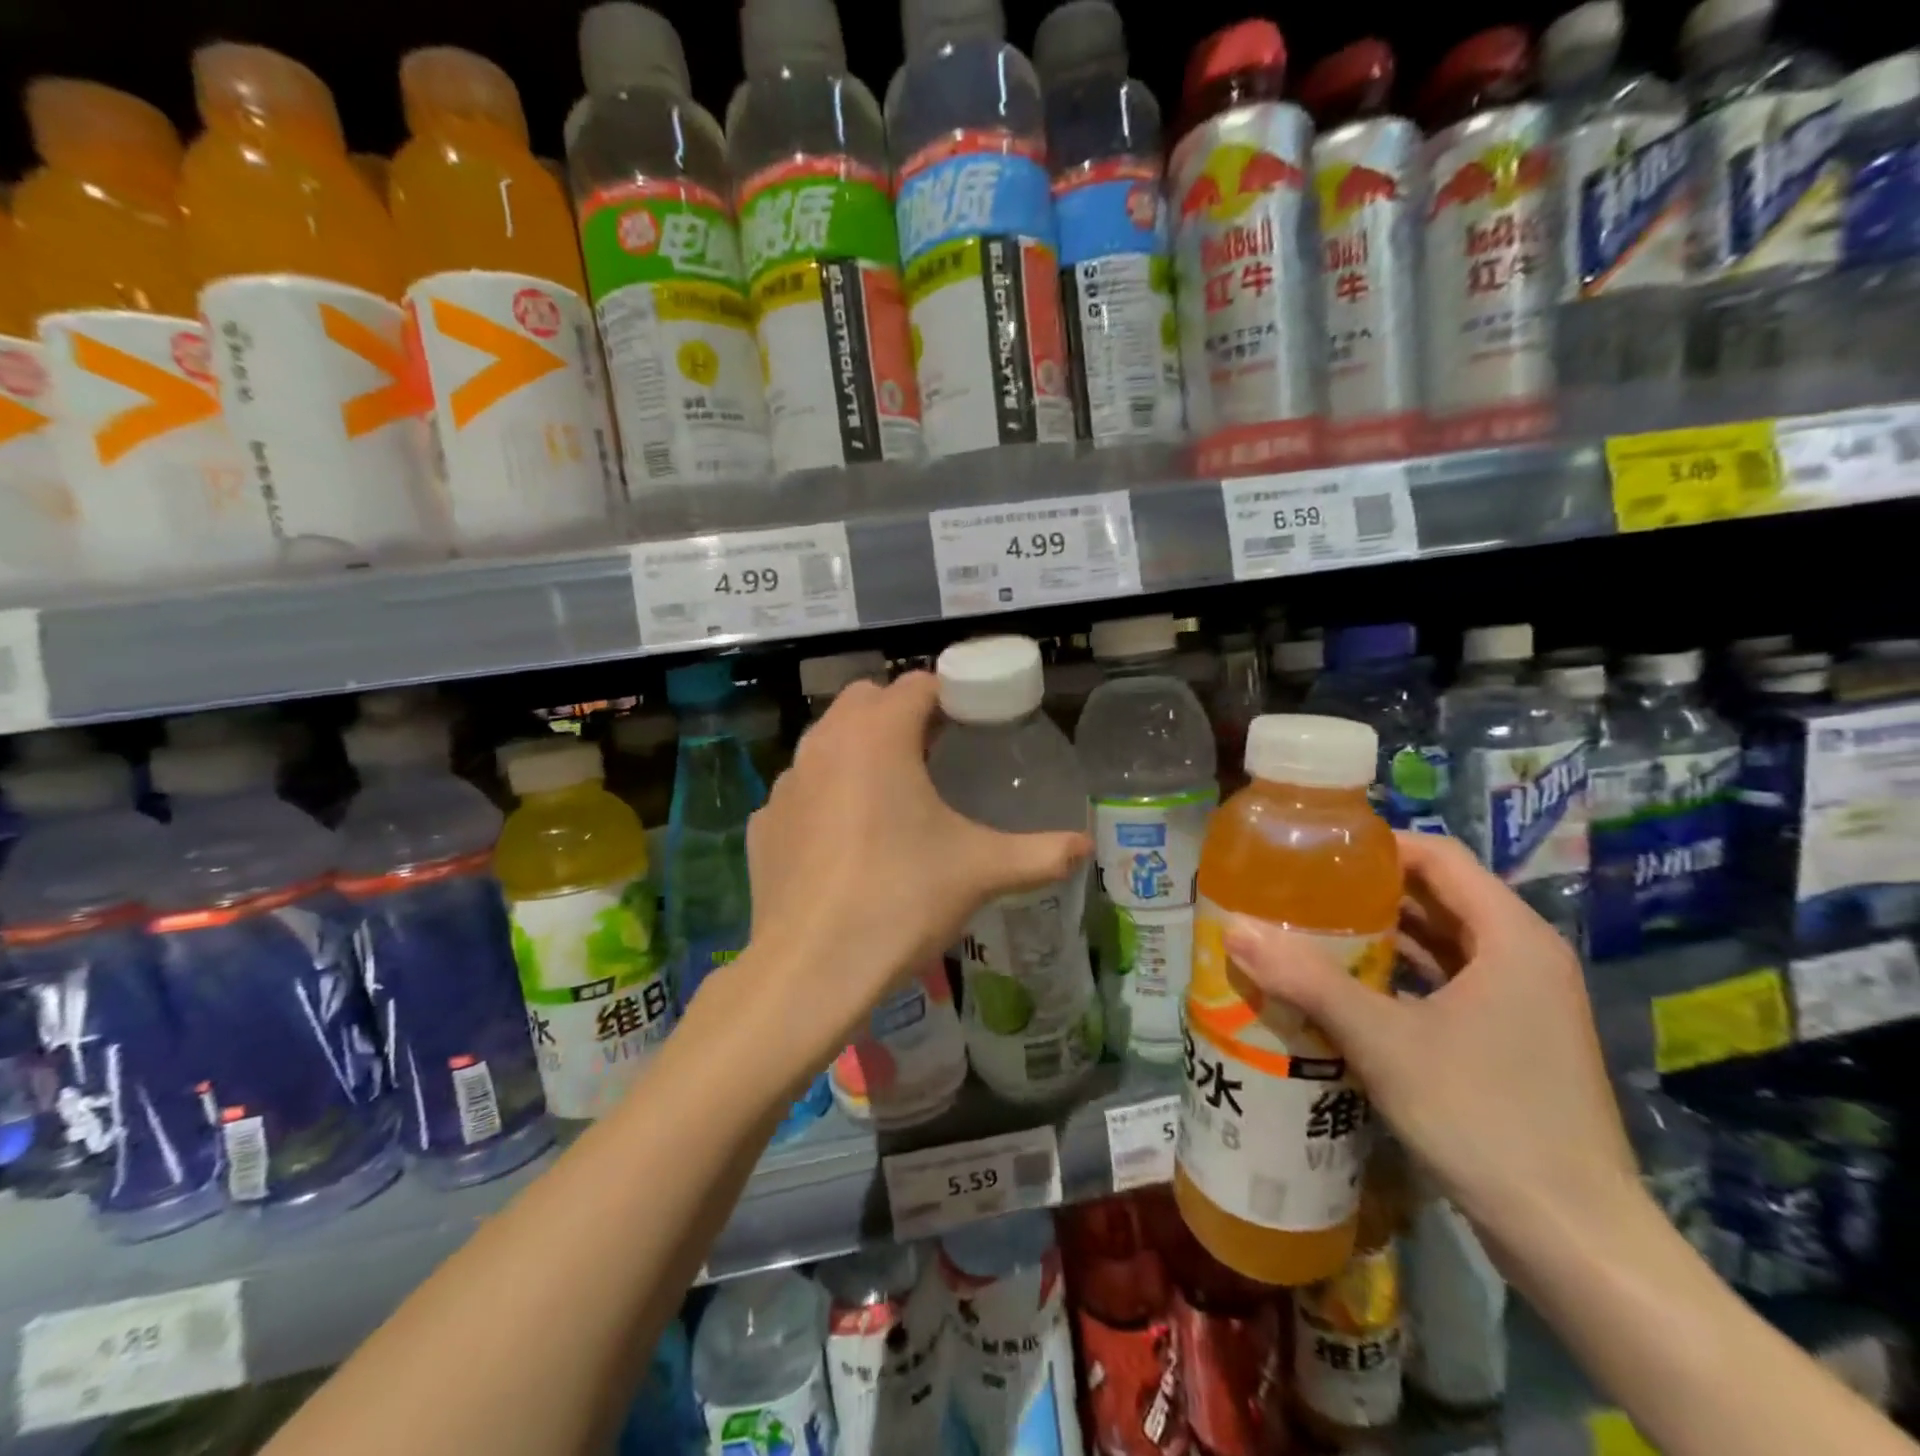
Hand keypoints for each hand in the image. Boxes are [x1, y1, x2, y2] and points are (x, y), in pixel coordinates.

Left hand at [742, 672, 1090, 1057]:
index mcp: (878, 736)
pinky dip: (824, 795)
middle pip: (866, 699)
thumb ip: (1039, 853)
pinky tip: (843, 840)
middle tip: (933, 754)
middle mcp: (825, 743)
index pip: (916, 684)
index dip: (948, 695)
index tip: (970, 723)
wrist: (811, 969)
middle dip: (899, 713)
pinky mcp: (763, 823)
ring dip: (858, 749)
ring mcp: (787, 783)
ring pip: (826, 740)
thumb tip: (1085, 847)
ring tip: (889, 794)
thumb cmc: (900, 900)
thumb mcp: (979, 871)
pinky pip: (801, 790)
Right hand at [1221, 832, 1637, 1237]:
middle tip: (1298, 893)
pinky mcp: (1512, 1040)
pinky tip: (1346, 990)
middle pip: (1438, 896)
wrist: (1574, 1239)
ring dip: (1380, 937)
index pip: (1439, 855)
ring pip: (1442, 943)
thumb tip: (1234, 929)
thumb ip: (1308, 980)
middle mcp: (1524, 956)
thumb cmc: (1484, 1117)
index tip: (1314, 854)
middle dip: (1367, 892)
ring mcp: (1523, 1002)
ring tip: (1309, 933)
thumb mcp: (1383, 1041)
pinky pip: (1448, 984)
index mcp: (1511, 936)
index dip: (1377, 845)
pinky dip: (1400, 977)